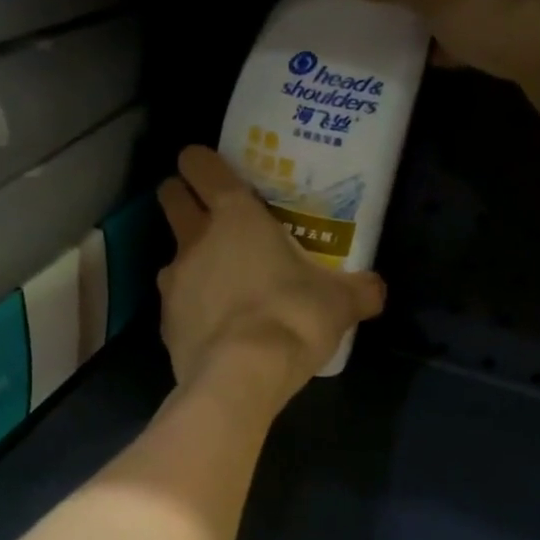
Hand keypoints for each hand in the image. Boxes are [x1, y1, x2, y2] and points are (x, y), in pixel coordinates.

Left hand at [156, 147, 385, 404]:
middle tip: (211, 216)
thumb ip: (358, 289)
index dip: (201, 161)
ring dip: (191, 260)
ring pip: (172, 254)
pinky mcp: (164, 322)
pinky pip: (176, 303)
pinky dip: (191, 308)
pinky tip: (216, 328)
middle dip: (182, 198)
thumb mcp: (339, 302)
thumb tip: (375, 289)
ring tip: (221, 283)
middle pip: (171, 197)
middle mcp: (195, 239)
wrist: (241, 377)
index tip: (213, 170)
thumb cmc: (292, 317)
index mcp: (235, 216)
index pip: (199, 164)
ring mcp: (173, 281)